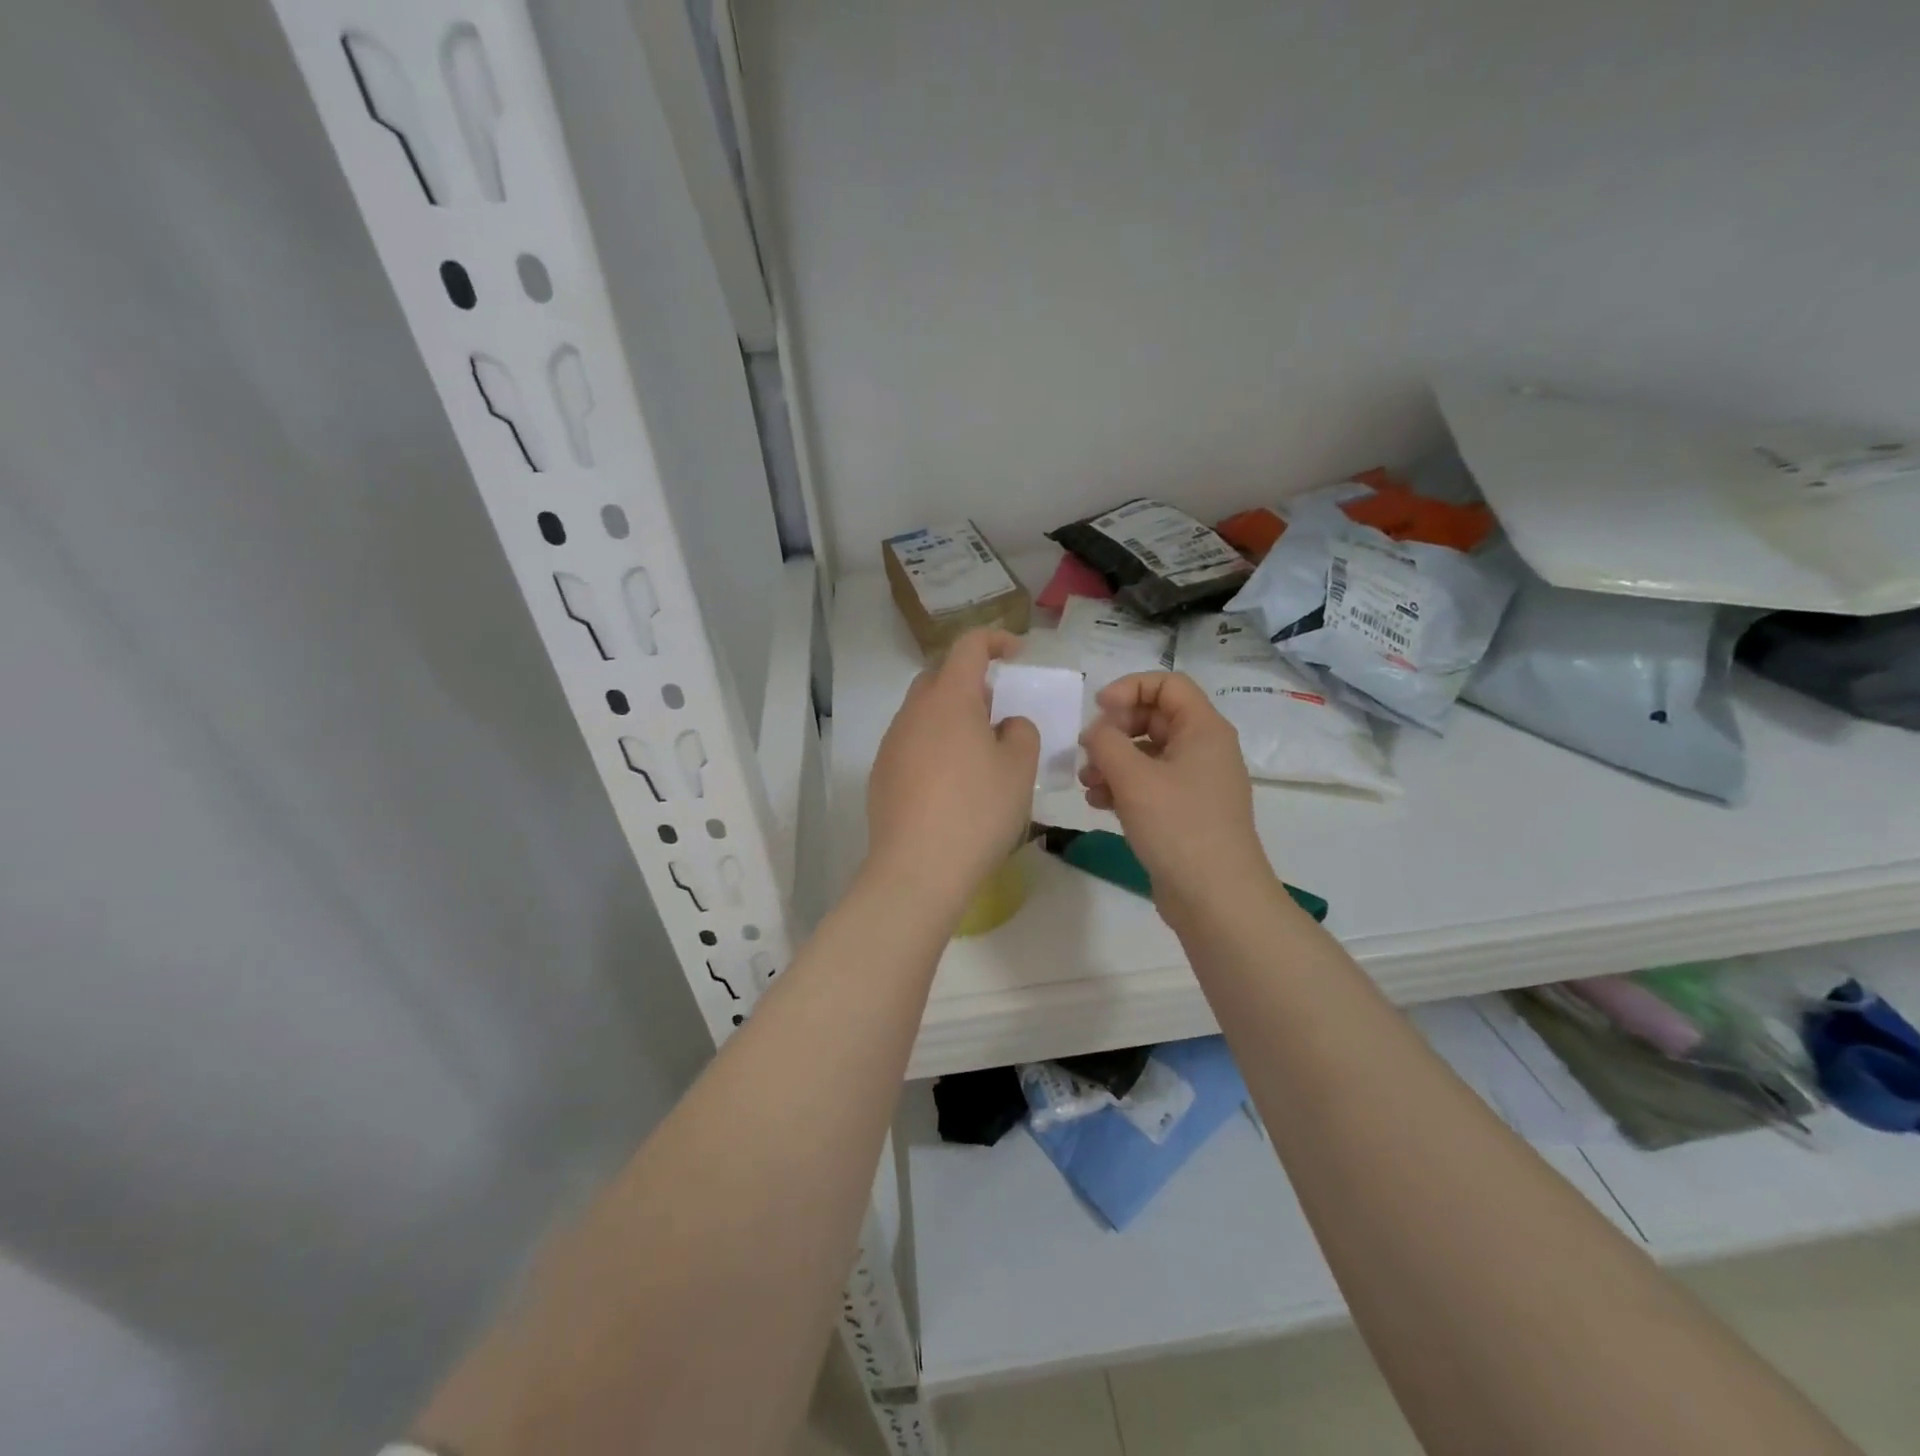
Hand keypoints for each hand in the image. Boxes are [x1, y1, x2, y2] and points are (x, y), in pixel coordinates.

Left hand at [865, 630, 1040, 918]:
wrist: (917, 869)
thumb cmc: (977, 811)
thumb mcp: (1018, 769)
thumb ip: (1020, 733)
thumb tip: (1005, 725)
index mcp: (949, 699)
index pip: (969, 646)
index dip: (995, 639)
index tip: (1017, 652)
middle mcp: (914, 712)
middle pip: (939, 677)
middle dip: (970, 681)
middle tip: (998, 708)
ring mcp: (892, 743)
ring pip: (923, 712)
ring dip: (951, 716)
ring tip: (978, 750)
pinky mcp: (881, 774)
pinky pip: (912, 743)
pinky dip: (934, 746)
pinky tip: (951, 783)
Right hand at [1079, 672, 1270, 913]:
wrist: (1215, 898)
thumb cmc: (1178, 827)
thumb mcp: (1134, 778)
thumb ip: (1106, 742)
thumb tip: (1096, 731)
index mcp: (1204, 730)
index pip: (1168, 684)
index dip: (1130, 688)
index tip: (1098, 710)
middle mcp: (1204, 749)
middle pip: (1154, 718)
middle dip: (1115, 731)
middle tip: (1088, 751)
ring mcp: (1196, 783)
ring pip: (1148, 754)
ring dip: (1113, 761)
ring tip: (1088, 784)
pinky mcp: (1185, 812)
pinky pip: (1150, 784)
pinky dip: (1123, 787)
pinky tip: (1099, 804)